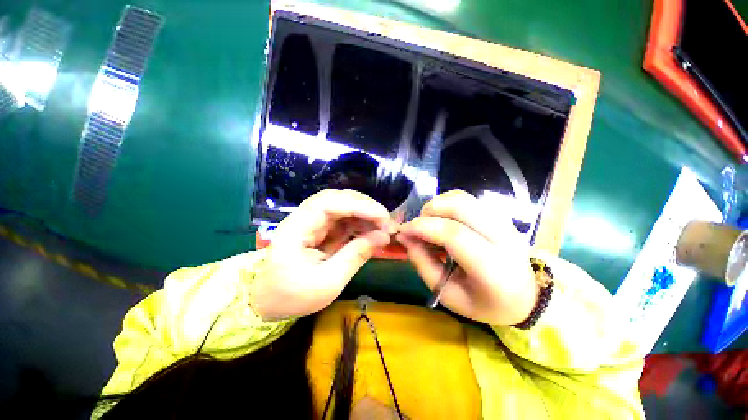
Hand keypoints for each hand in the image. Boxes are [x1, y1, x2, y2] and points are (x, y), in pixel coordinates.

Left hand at [250, 189, 395, 319]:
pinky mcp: (319, 229)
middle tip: (386, 221)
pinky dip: (360, 222)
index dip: (358, 206)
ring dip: (365, 213)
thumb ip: (356, 256)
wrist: (268, 303)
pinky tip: (372, 230)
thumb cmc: (293, 296)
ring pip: (342, 206)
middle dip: (364, 206)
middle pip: (337, 198)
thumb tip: (383, 237)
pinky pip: (343, 219)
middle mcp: (304, 218)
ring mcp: (312, 222)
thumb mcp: (328, 282)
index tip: (382, 217)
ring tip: (384, 226)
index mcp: (296, 229)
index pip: (329, 203)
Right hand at [397, 190, 536, 325]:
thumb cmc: (484, 302)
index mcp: (493, 269)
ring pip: (463, 198)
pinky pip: (468, 199)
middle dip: (429, 211)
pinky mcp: (500, 215)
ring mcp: (504, 222)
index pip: (454, 235)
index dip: (424, 228)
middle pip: (460, 207)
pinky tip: (442, 218)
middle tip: (417, 225)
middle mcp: (503, 238)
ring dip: (438, 204)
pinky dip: (447, 203)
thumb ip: (424, 264)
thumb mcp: (449, 295)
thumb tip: (404, 237)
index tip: (404, 230)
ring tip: (429, 221)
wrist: (525, 296)